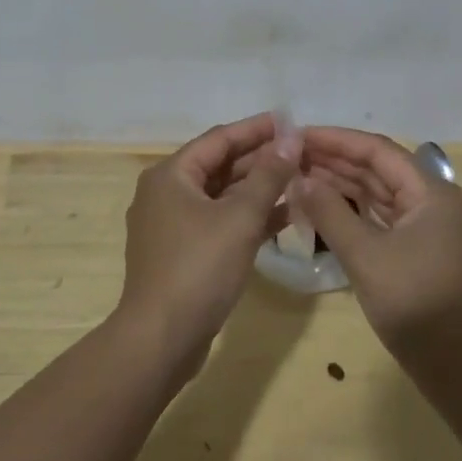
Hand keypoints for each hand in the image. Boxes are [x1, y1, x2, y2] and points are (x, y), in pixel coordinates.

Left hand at [116, 112, 297, 380]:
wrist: (160, 339)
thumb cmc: (198, 268)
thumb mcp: (240, 217)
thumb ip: (269, 175)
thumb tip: (291, 138)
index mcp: (171, 175)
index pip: (220, 138)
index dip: (256, 129)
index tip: (290, 121)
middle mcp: (166, 193)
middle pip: (220, 166)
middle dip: (261, 160)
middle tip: (301, 153)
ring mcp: (172, 225)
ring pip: (221, 196)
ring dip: (258, 189)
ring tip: (299, 181)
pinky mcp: (182, 253)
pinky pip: (218, 222)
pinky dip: (247, 218)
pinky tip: (283, 217)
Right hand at [295, 127, 461, 369]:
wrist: (459, 368)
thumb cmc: (415, 305)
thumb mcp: (366, 256)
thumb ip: (330, 213)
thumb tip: (298, 179)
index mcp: (432, 192)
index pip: (378, 151)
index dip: (337, 140)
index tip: (299, 135)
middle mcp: (432, 200)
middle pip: (378, 169)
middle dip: (335, 160)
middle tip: (291, 155)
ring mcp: (426, 226)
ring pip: (378, 193)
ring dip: (341, 183)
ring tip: (299, 174)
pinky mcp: (417, 248)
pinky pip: (380, 216)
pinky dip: (352, 209)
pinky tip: (322, 206)